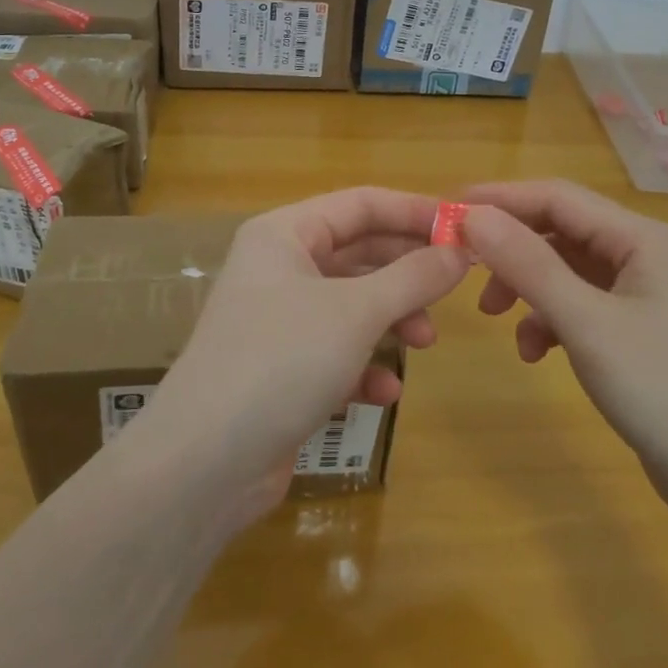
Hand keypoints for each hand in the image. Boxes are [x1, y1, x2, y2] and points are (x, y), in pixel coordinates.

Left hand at [137, 188, 470, 526]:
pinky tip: (384, 392)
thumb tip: (460, 251)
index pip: (360, 204)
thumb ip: (413, 277)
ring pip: (351, 305)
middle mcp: (278, 269)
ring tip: (424, 342)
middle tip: (452, 290)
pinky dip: (364, 366)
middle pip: (358, 254)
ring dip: (391, 320)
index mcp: (284, 235)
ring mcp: (278, 321)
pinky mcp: (281, 369)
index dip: (414, 212)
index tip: (464, 231)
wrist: (203, 463)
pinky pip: (335, 352)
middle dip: (406, 273)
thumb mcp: (356, 312)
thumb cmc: (281, 360)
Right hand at [462, 180, 667, 515]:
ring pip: (566, 270)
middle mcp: (645, 254)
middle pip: (561, 230)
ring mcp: (643, 294)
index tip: (447, 209)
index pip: (558, 197)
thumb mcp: (587, 324)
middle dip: (511, 247)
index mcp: (643, 238)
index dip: (500, 198)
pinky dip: (549, 320)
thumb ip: (529, 265)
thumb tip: (472, 215)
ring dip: (526, 286)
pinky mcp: (637, 332)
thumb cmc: (664, 391)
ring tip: (493, 315)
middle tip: (462, 266)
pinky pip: (579, 306)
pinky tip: (535, 352)